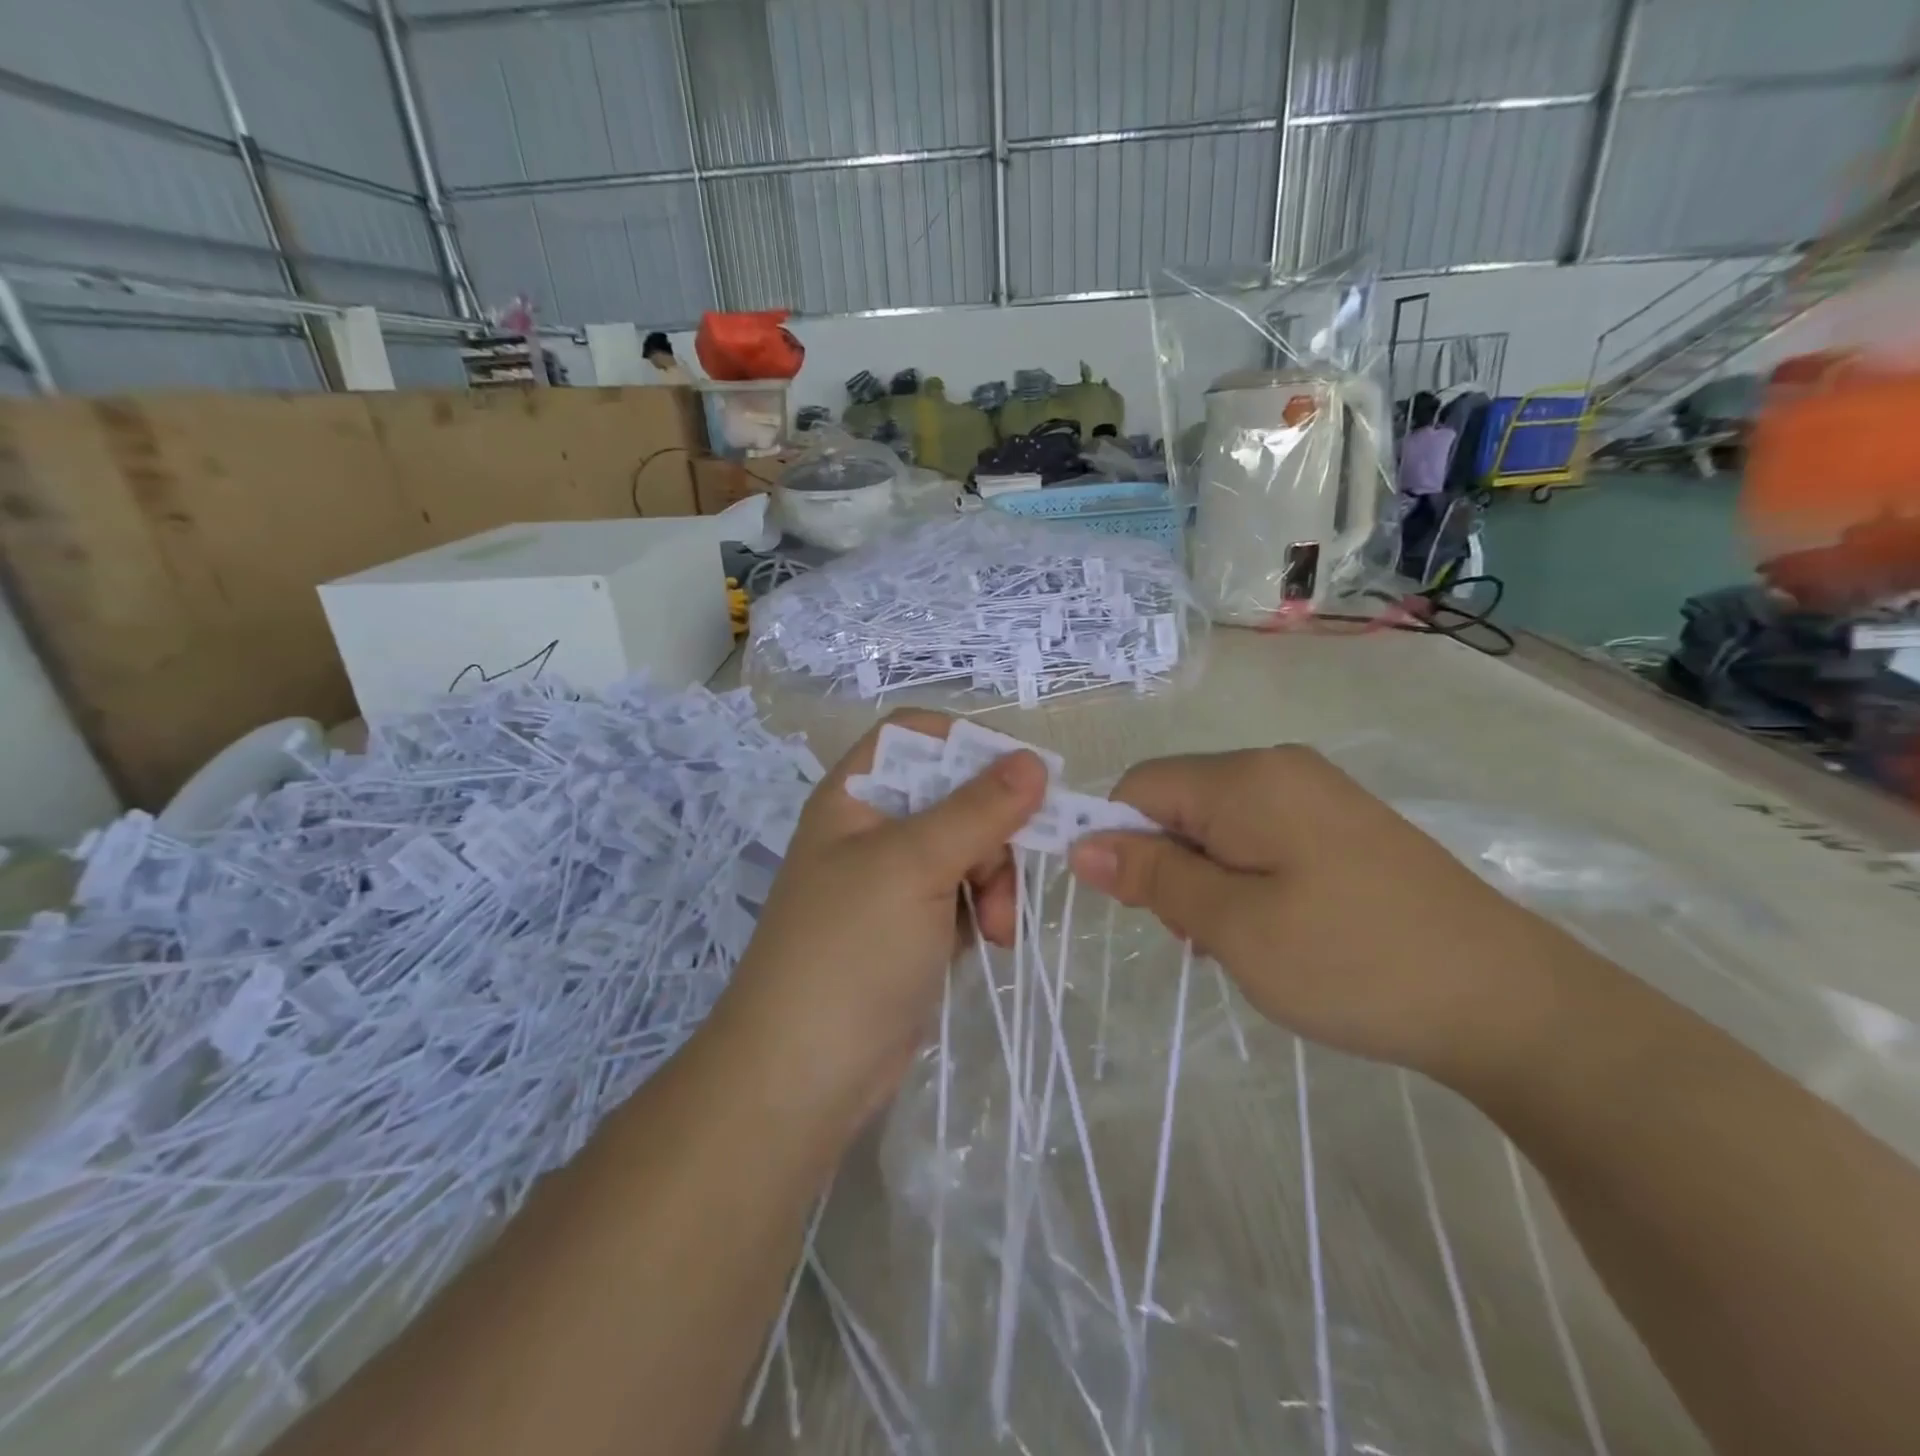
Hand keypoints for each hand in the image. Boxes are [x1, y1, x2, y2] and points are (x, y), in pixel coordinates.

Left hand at [717, 711, 1048, 1123]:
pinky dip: (984, 913)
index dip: (967, 743)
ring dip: (995, 881)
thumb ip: (978, 809)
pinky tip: (990, 944)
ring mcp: (893, 882)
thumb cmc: (850, 951)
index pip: (914, 736)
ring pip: (968, 849)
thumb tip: (1034, 760)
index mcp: (856, 797)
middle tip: (1005, 876)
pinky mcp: (913, 928)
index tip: (1022, 774)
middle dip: (992, 833)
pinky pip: (965, 895)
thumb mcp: (915, 866)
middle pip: (955, 795)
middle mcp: (873, 830)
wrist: (804, 1076)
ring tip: (998, 928)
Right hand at [1067, 746, 1585, 1086]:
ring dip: (1206, 879)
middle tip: (1200, 936)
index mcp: (1246, 778)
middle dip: (1168, 866)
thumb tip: (1082, 846)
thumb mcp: (1234, 926)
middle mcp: (1278, 767)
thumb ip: (1154, 878)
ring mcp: (1317, 793)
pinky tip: (1277, 929)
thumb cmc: (1353, 962)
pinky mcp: (1342, 824)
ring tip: (1241, 942)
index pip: (1139, 787)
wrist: (1508, 1001)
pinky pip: (1261, 837)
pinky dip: (1245, 878)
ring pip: (1218, 825)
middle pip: (1179, 803)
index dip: (1117, 840)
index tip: (1134, 907)